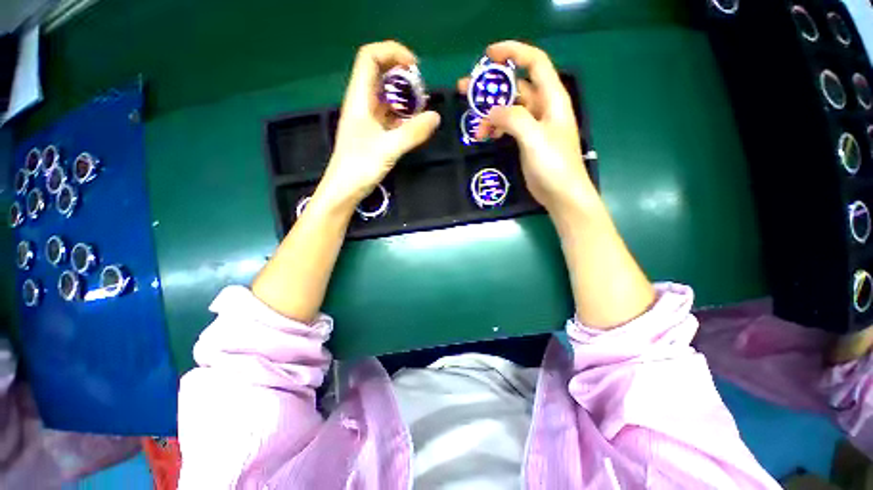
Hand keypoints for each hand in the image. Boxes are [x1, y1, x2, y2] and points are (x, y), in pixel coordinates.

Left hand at [318, 41, 440, 208]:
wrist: (344, 190)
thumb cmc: (359, 167)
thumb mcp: (388, 149)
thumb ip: (412, 133)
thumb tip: (435, 117)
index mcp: (359, 98)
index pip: (370, 57)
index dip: (392, 52)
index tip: (415, 67)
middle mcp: (363, 103)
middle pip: (380, 74)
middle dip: (403, 76)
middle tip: (422, 93)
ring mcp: (368, 119)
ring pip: (387, 96)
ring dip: (405, 98)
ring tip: (422, 110)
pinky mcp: (374, 133)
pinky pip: (390, 116)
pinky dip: (404, 115)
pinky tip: (415, 125)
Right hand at [458, 41, 595, 215]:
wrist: (561, 194)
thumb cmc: (553, 165)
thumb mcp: (534, 138)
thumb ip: (513, 118)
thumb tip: (492, 112)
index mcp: (552, 98)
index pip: (534, 63)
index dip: (513, 52)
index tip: (488, 56)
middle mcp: (543, 107)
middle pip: (516, 86)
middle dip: (492, 86)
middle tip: (465, 89)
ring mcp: (534, 124)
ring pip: (510, 107)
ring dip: (490, 112)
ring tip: (474, 123)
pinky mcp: (527, 140)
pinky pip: (508, 125)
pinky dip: (496, 126)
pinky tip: (486, 135)